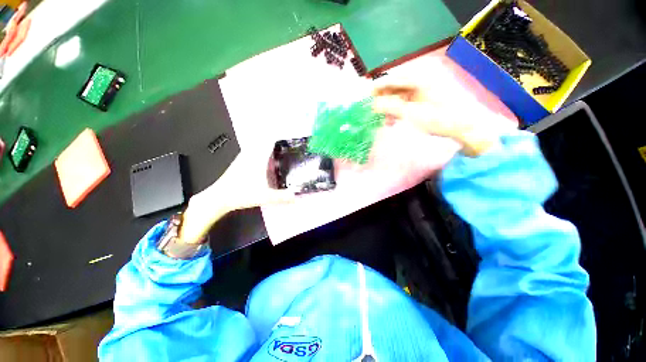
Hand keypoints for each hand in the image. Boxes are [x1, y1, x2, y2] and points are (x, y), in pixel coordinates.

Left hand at [178, 143, 294, 244]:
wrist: (218, 198)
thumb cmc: (241, 194)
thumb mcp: (265, 197)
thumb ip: (282, 197)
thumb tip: (296, 196)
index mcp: (257, 159)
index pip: (269, 141)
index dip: (279, 134)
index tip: (288, 130)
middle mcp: (250, 154)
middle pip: (263, 140)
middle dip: (274, 137)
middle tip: (286, 138)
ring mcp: (244, 158)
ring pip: (257, 145)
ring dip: (266, 143)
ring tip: (278, 145)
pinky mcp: (240, 162)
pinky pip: (253, 151)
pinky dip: (260, 150)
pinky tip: (265, 158)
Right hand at [372, 84, 514, 156]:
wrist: (467, 126)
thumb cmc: (440, 119)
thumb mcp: (411, 114)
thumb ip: (390, 107)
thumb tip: (373, 105)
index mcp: (420, 76)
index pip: (392, 78)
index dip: (377, 87)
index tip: (366, 96)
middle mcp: (423, 76)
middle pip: (396, 85)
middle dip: (384, 98)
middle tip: (374, 110)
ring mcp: (426, 86)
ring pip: (401, 93)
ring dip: (391, 105)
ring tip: (384, 119)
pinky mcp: (428, 95)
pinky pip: (408, 99)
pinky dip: (400, 108)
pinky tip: (395, 119)